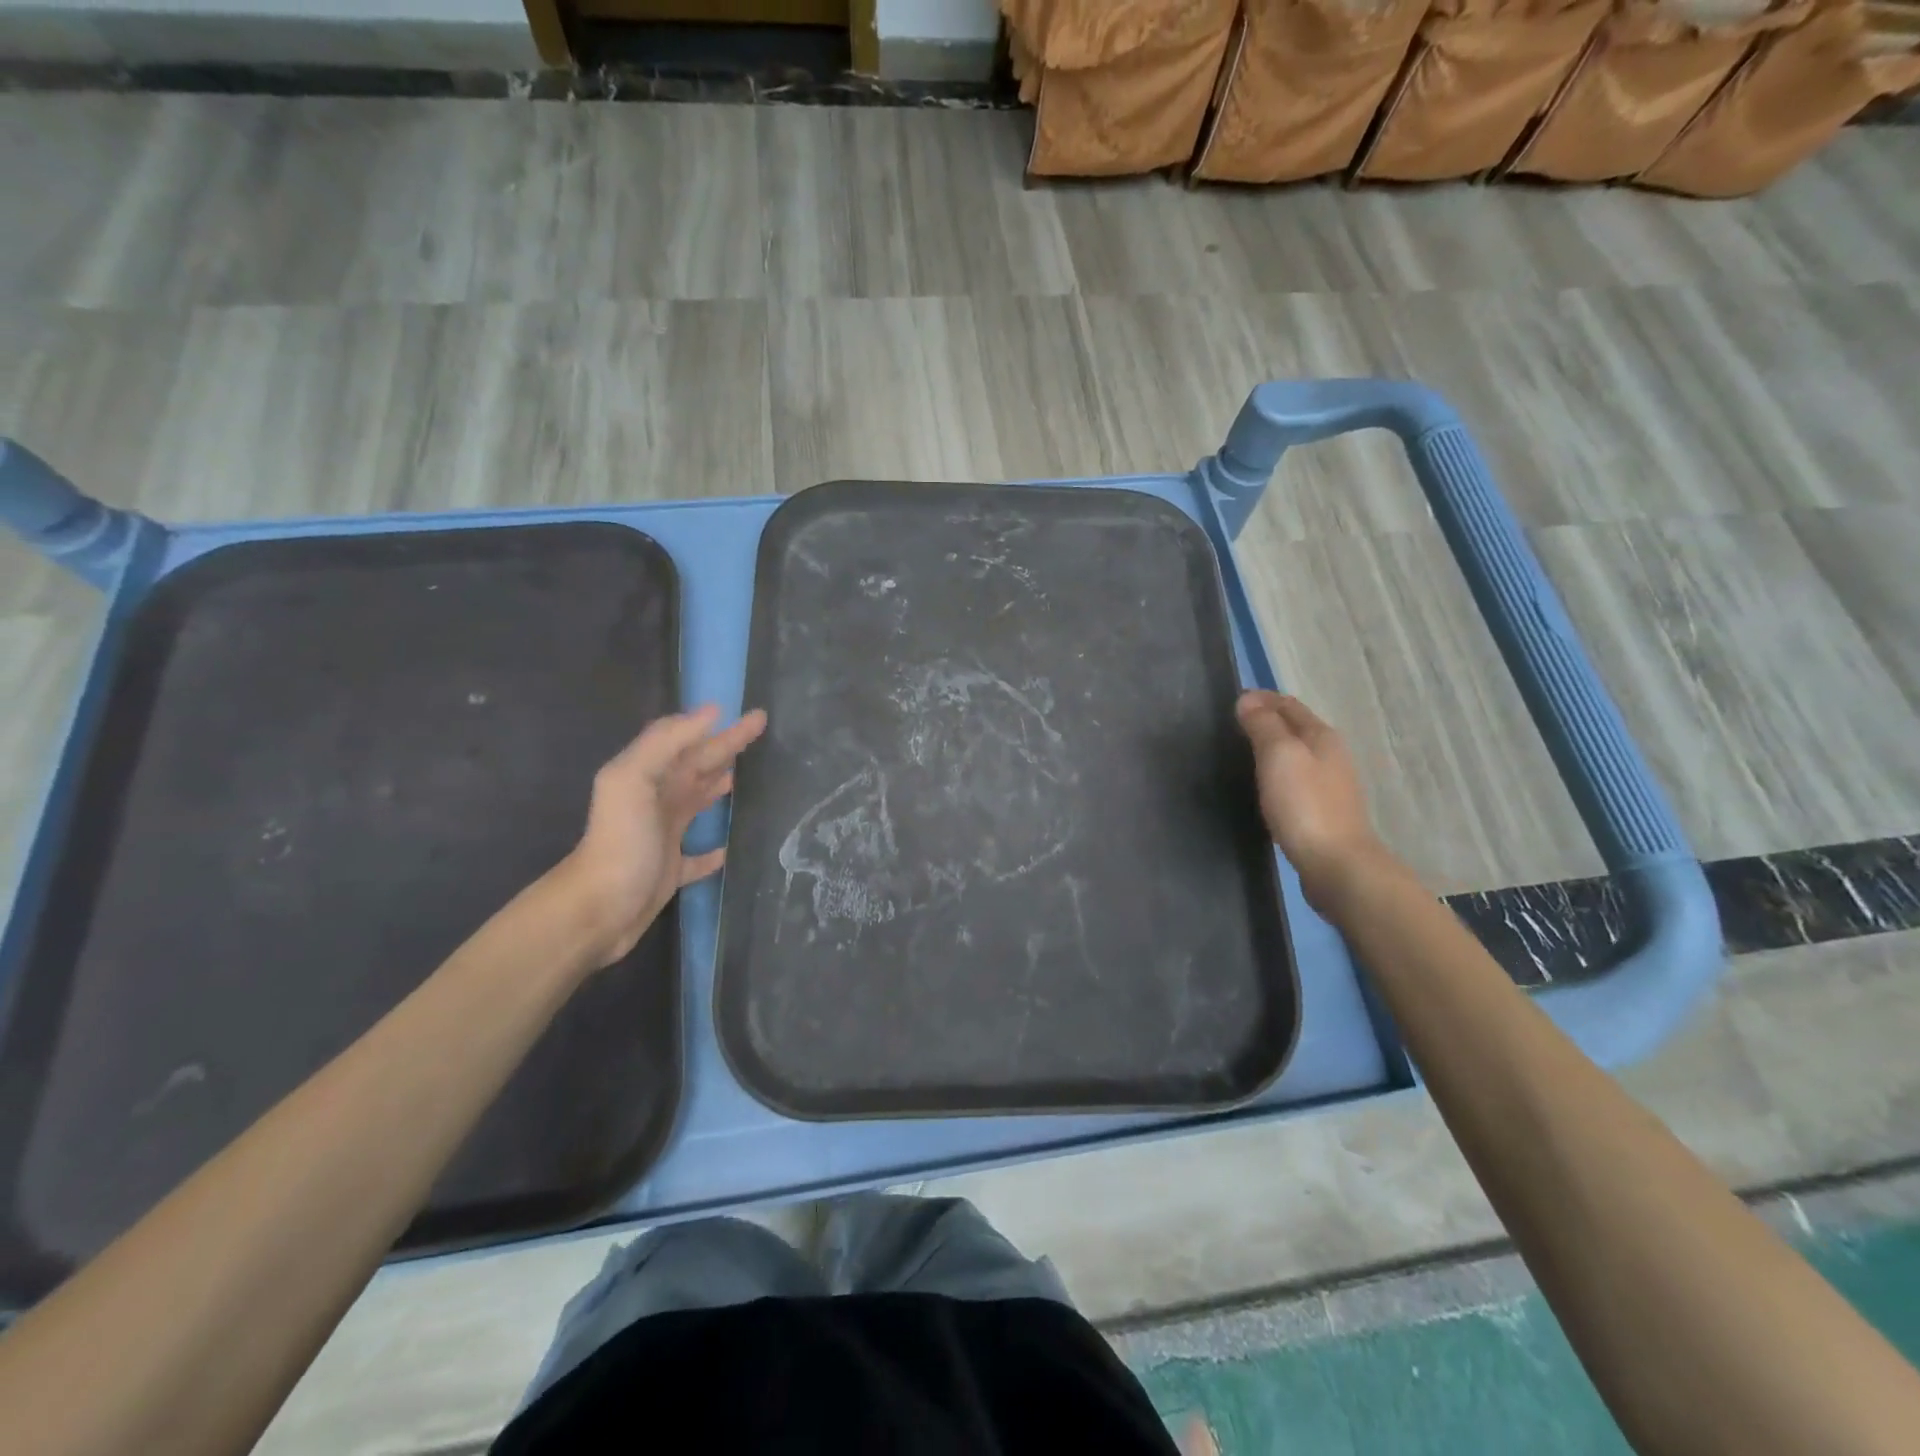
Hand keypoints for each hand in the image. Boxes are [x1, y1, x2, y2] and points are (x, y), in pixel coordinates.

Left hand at [557, 705, 767, 967]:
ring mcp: (663, 835)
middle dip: (728, 747)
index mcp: (650, 775)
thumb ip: (666, 742)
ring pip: (698, 801)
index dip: (722, 728)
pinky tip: (729, 849)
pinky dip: (712, 852)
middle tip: (761, 732)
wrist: (599, 908)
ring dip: (718, 785)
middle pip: (698, 766)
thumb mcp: (632, 780)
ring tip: (746, 776)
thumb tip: (711, 713)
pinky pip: (697, 858)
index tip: (754, 714)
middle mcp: (657, 800)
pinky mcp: (670, 871)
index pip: (692, 741)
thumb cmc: (621, 840)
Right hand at [1235, 691, 1387, 911]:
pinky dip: (1279, 770)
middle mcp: (1331, 754)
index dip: (1263, 699)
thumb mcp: (1279, 756)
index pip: (1289, 705)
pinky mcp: (1324, 810)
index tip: (1235, 700)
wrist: (1336, 864)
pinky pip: (1298, 777)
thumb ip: (1263, 725)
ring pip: (1298, 753)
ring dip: (1275, 745)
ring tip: (1246, 750)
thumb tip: (1247, 700)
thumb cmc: (1304, 805)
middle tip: (1235, 723)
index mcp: (1321, 736)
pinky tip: (1266, 784)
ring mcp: (1330, 784)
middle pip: (1297, 727)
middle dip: (1269, 719)